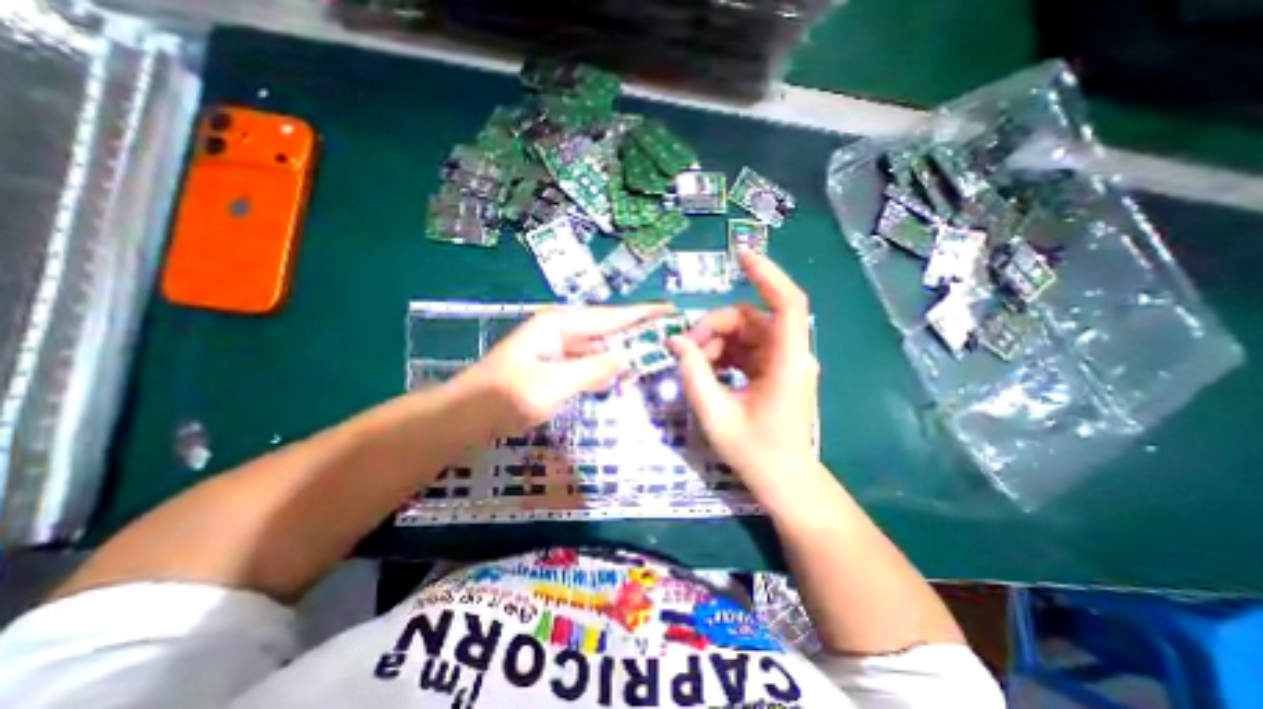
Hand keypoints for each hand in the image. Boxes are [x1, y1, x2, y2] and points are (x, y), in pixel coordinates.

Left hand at [454, 305, 669, 436]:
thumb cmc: (504, 399)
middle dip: (637, 331)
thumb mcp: (551, 385)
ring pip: (599, 346)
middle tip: (668, 334)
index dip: (642, 314)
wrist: (464, 416)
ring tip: (653, 354)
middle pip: (607, 328)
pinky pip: (588, 362)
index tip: (670, 309)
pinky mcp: (554, 366)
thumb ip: (592, 370)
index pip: (610, 317)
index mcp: (559, 325)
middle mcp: (560, 330)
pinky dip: (605, 368)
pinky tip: (620, 376)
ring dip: (623, 351)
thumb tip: (626, 358)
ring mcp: (556, 348)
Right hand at [664, 252, 826, 489]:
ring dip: (716, 342)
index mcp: (787, 363)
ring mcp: (784, 361)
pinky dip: (724, 353)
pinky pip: (746, 348)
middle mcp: (791, 355)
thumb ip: (693, 373)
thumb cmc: (755, 453)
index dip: (767, 274)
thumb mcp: (715, 413)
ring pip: (745, 332)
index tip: (740, 254)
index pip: (788, 303)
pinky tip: (708, 370)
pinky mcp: (775, 369)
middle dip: (714, 327)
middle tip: (685, 350)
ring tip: (694, 366)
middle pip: (750, 318)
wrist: (784, 481)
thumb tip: (674, 341)